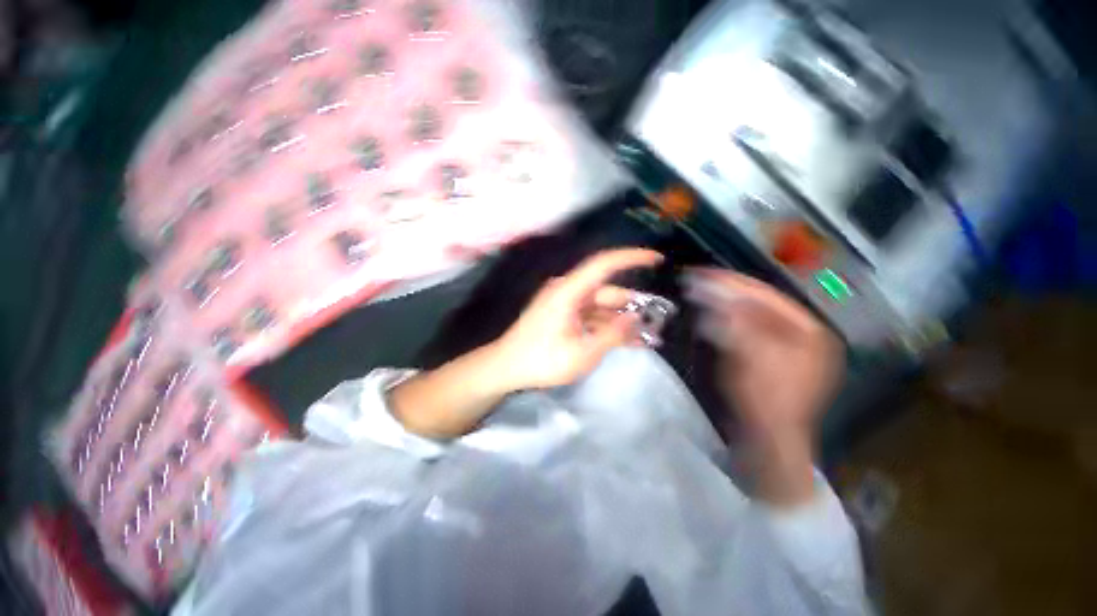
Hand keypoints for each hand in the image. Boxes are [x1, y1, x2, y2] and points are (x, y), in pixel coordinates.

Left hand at [493, 248, 663, 390]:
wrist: (506, 368)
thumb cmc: (542, 361)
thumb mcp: (582, 352)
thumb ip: (612, 334)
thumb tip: (635, 317)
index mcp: (568, 291)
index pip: (604, 264)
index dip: (631, 257)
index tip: (657, 259)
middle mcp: (567, 291)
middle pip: (606, 291)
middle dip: (632, 304)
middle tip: (657, 319)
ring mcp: (564, 304)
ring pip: (600, 306)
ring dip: (621, 319)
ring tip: (646, 335)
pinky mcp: (562, 316)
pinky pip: (590, 316)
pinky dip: (606, 326)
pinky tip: (625, 340)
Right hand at [685, 268, 844, 505]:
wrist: (767, 440)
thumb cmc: (766, 400)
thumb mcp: (752, 358)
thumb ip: (737, 323)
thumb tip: (715, 297)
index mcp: (809, 332)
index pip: (766, 296)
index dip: (732, 283)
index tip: (702, 274)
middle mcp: (803, 334)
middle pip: (759, 302)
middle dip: (726, 291)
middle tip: (696, 279)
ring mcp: (786, 345)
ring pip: (750, 314)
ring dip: (724, 303)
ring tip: (698, 292)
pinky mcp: (769, 356)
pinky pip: (746, 329)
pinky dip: (726, 320)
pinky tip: (709, 314)